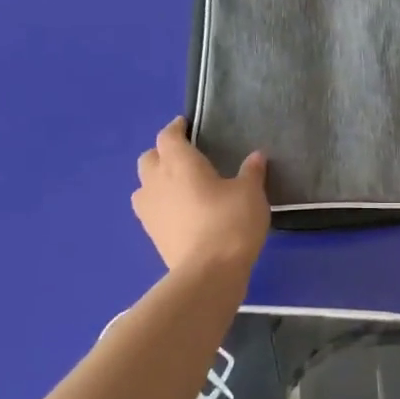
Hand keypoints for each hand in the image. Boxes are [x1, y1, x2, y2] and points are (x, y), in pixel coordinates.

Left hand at [132, 118, 268, 272]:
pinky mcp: (151, 234)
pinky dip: (160, 203)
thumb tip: (256, 156)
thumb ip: (251, 172)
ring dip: (156, 179)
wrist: (208, 272)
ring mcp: (149, 210)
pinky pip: (149, 209)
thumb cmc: (230, 222)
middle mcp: (157, 181)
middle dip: (162, 153)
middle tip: (183, 156)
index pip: (168, 136)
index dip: (176, 128)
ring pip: (144, 185)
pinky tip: (178, 211)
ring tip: (177, 184)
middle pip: (149, 158)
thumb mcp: (250, 193)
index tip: (185, 125)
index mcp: (180, 163)